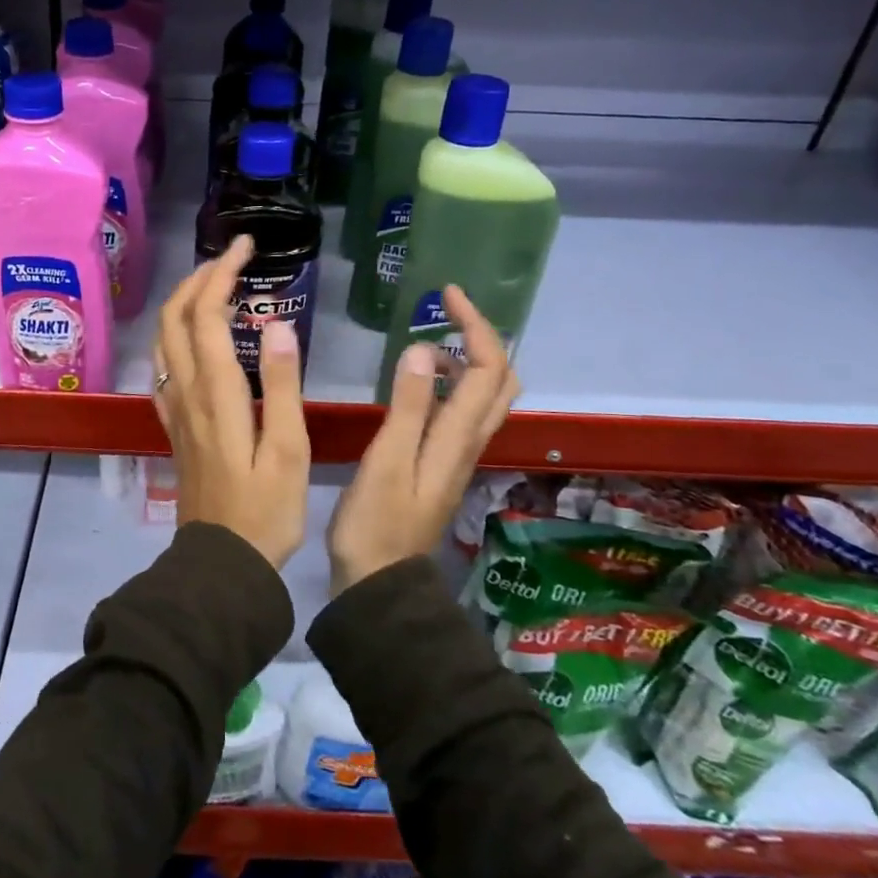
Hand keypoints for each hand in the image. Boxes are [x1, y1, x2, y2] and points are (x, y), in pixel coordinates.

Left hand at [153, 235, 310, 569]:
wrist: (221, 563)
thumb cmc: (265, 511)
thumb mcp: (288, 450)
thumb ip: (283, 386)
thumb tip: (277, 325)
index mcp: (216, 394)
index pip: (206, 316)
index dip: (222, 274)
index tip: (247, 248)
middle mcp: (186, 393)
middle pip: (173, 319)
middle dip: (198, 278)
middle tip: (232, 260)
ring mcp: (173, 410)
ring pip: (163, 340)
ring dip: (183, 304)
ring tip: (216, 288)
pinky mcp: (172, 427)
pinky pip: (162, 368)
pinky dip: (175, 337)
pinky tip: (194, 339)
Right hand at [329, 285, 519, 593]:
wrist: (380, 583)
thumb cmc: (376, 522)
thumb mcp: (388, 460)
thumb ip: (409, 406)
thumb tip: (428, 350)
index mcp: (458, 436)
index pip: (488, 368)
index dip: (475, 325)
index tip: (447, 295)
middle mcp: (468, 442)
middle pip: (501, 381)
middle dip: (482, 338)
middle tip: (447, 315)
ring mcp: (458, 456)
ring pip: (486, 398)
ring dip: (470, 361)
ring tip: (431, 344)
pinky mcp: (443, 465)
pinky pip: (465, 414)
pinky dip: (455, 386)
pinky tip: (421, 386)